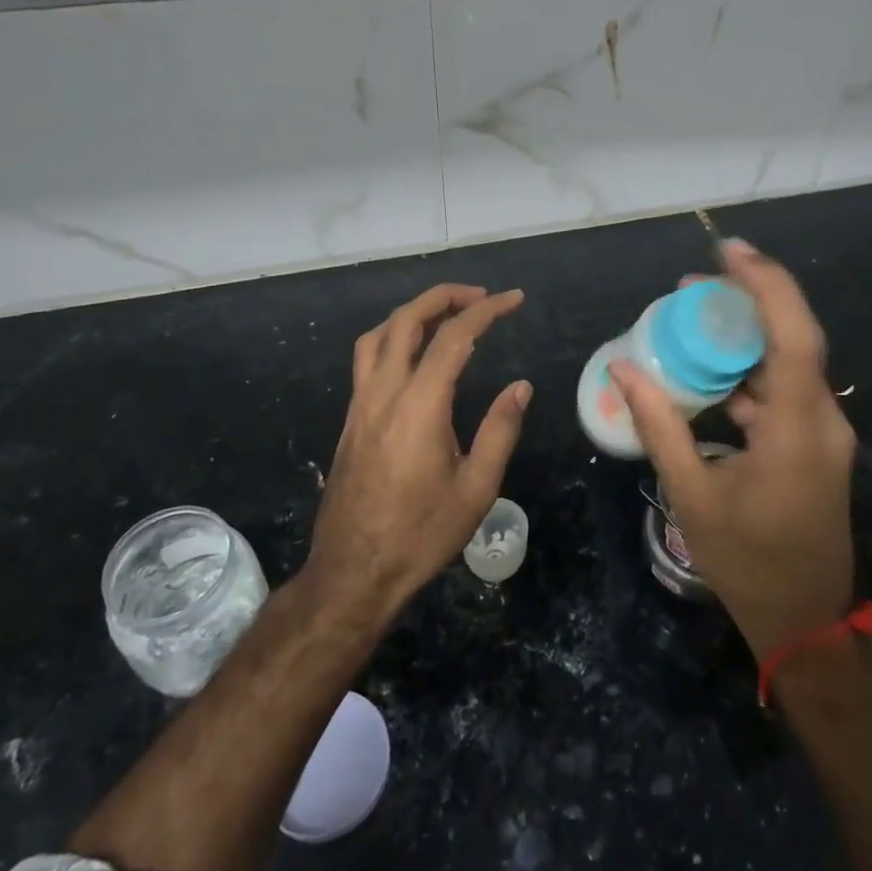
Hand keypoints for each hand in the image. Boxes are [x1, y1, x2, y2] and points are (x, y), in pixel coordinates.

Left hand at [307, 283, 530, 625]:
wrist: (353, 573)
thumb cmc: (421, 535)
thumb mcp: (476, 489)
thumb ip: (500, 430)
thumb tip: (520, 386)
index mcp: (419, 405)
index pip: (454, 337)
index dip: (487, 310)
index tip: (514, 299)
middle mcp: (384, 393)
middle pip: (407, 320)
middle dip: (445, 297)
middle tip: (482, 297)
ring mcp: (360, 405)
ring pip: (379, 334)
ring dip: (413, 313)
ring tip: (447, 315)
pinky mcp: (351, 420)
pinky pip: (367, 359)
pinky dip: (393, 337)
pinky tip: (414, 355)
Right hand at [612, 240, 855, 659]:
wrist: (805, 622)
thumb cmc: (747, 562)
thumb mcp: (692, 494)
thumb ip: (658, 425)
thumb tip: (623, 367)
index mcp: (798, 430)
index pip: (793, 336)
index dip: (766, 285)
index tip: (727, 250)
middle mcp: (821, 420)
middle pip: (791, 338)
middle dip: (746, 300)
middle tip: (690, 284)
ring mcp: (822, 433)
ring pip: (787, 363)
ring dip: (744, 337)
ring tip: (690, 318)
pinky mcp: (814, 445)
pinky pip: (782, 392)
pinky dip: (746, 373)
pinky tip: (707, 372)